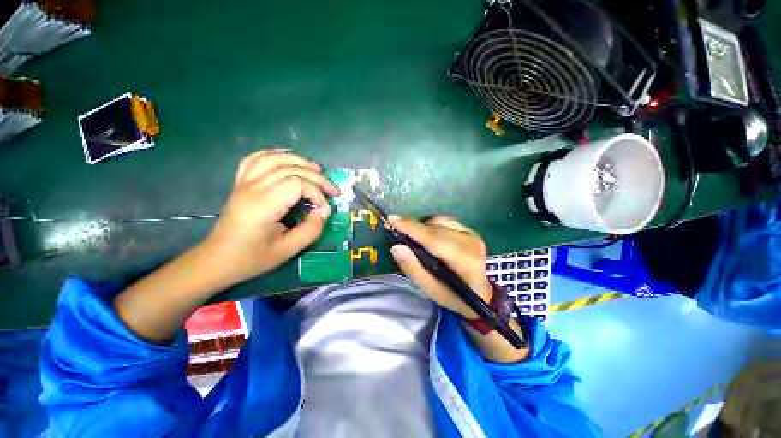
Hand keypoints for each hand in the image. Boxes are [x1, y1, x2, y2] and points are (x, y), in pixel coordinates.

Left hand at [203, 150, 338, 285]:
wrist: (217, 260)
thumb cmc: (252, 258)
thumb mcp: (288, 250)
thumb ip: (311, 230)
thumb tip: (324, 211)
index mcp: (263, 205)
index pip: (298, 184)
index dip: (317, 193)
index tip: (324, 209)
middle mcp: (253, 188)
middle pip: (290, 168)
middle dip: (317, 177)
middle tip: (332, 190)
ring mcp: (244, 183)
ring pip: (274, 158)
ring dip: (299, 161)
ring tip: (317, 170)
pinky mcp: (240, 183)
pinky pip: (256, 159)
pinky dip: (274, 155)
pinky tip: (286, 158)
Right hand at [388, 215, 491, 318]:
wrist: (482, 294)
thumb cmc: (455, 297)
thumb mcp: (432, 291)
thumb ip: (414, 269)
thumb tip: (397, 247)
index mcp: (465, 261)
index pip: (434, 239)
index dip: (412, 228)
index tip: (392, 219)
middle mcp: (471, 242)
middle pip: (435, 228)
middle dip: (413, 226)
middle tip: (395, 229)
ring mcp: (472, 234)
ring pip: (439, 221)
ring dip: (422, 227)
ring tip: (414, 239)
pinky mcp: (470, 230)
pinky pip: (445, 221)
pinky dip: (431, 226)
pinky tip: (428, 237)